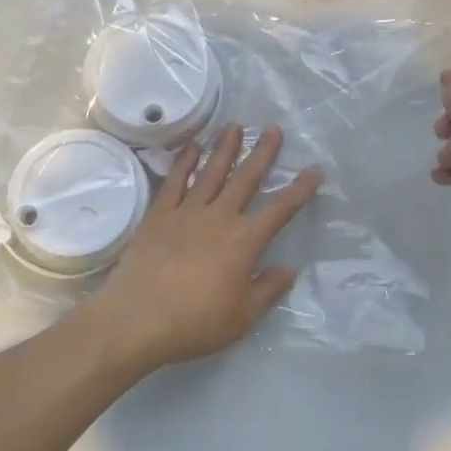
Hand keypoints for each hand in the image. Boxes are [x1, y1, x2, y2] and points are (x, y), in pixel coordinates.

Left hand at [94, 124, 322, 369]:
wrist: (136, 319)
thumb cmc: (194, 323)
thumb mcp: (242, 318)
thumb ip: (268, 290)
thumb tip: (289, 269)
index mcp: (244, 242)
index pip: (280, 210)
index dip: (300, 189)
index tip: (314, 170)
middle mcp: (219, 218)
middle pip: (246, 179)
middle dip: (262, 154)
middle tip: (273, 129)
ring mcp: (186, 212)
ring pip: (211, 172)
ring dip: (225, 149)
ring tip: (235, 127)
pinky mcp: (158, 215)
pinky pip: (175, 181)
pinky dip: (185, 162)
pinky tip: (192, 147)